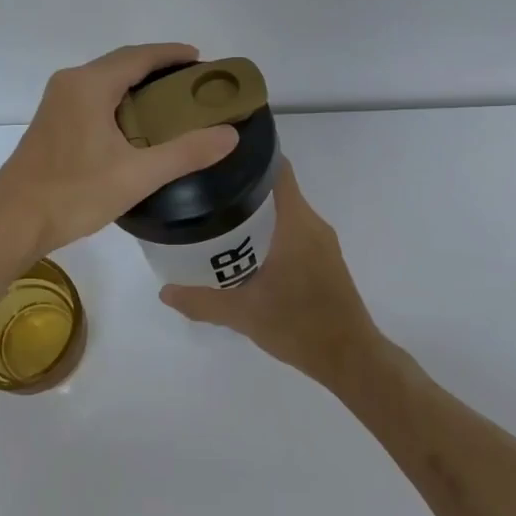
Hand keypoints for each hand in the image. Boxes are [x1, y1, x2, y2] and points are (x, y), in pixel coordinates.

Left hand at [0, 43, 238, 255]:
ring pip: (106, 81)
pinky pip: (93, 97)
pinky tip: (137, 125)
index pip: (139, 56)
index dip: (172, 54)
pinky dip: (120, 100)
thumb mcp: (137, 175)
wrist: (11, 222)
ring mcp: (56, 102)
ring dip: (138, 85)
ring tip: (172, 104)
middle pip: (122, 64)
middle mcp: (70, 83)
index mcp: (89, 85)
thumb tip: (230, 134)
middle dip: (158, 69)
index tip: (202, 61)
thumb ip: (186, 153)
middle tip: (194, 85)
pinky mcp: (51, 122)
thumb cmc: (74, 194)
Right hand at [158, 162, 383, 386]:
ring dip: (256, 211)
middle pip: (277, 189)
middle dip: (243, 186)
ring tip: (217, 218)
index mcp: (296, 224)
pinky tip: (243, 250)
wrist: (350, 358)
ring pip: (286, 212)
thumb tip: (164, 291)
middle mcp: (312, 224)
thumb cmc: (299, 326)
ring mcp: (322, 243)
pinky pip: (294, 230)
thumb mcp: (243, 314)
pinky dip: (270, 231)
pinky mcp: (325, 260)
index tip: (219, 157)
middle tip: (204, 191)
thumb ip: (202, 301)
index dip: (251, 156)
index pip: (278, 170)